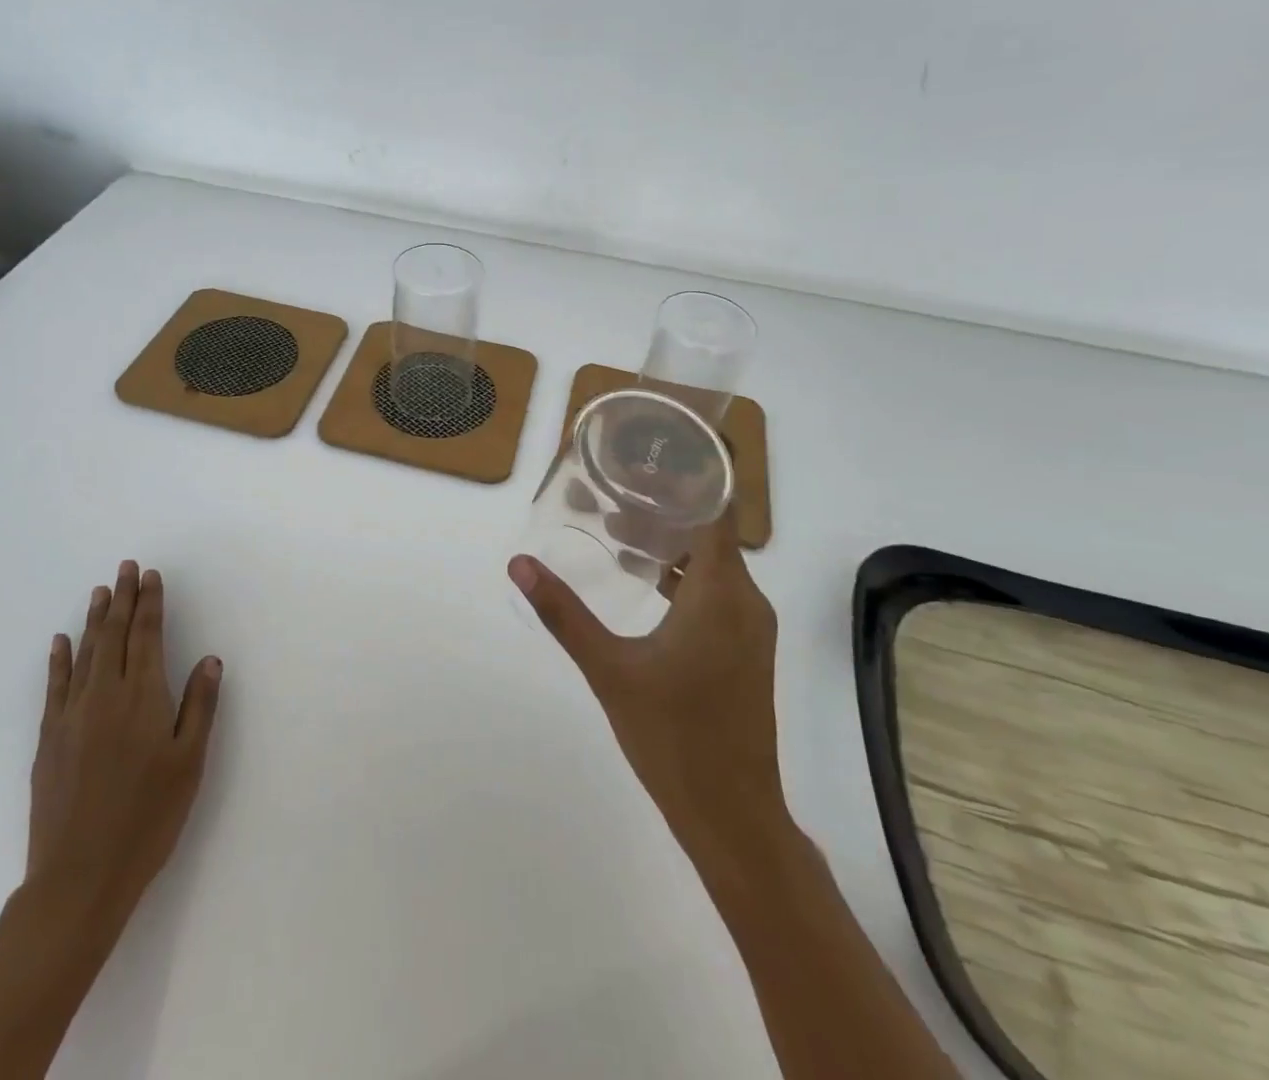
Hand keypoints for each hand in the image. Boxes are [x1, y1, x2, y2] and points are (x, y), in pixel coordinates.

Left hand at [26, 561, 223, 917]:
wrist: (79, 877)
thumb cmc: (147, 819)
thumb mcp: (189, 764)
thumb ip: (199, 706)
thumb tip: (209, 659)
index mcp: (143, 697)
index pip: (147, 635)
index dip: (150, 603)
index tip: (151, 576)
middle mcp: (104, 694)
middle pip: (114, 634)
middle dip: (123, 598)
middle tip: (126, 567)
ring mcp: (71, 715)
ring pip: (85, 653)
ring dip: (94, 619)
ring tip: (100, 591)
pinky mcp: (48, 739)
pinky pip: (54, 685)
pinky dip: (59, 659)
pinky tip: (61, 641)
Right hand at [508, 509, 785, 854]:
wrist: (733, 815)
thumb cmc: (673, 736)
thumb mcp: (609, 669)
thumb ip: (564, 613)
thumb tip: (519, 564)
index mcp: (722, 593)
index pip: (718, 510)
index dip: (693, 476)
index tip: (652, 454)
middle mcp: (745, 600)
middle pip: (710, 532)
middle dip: (664, 507)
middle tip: (612, 488)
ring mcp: (749, 627)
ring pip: (712, 563)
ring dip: (669, 543)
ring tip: (616, 528)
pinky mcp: (744, 649)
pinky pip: (716, 591)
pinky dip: (682, 575)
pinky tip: (642, 580)